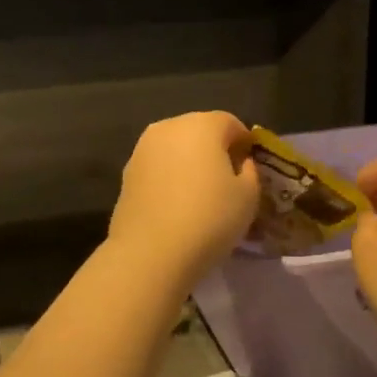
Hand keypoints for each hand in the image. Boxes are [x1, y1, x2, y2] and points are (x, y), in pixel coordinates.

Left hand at [108, 112, 258, 288]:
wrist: (150, 253)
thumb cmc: (209, 219)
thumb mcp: (248, 196)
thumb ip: (250, 171)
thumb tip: (240, 163)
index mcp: (201, 125)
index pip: (230, 123)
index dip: (244, 144)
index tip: (250, 168)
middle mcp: (168, 127)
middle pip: (199, 130)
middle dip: (215, 150)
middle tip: (227, 181)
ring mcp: (142, 150)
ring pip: (175, 148)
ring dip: (189, 163)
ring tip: (199, 195)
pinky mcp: (126, 174)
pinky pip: (157, 168)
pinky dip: (169, 178)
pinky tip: (176, 205)